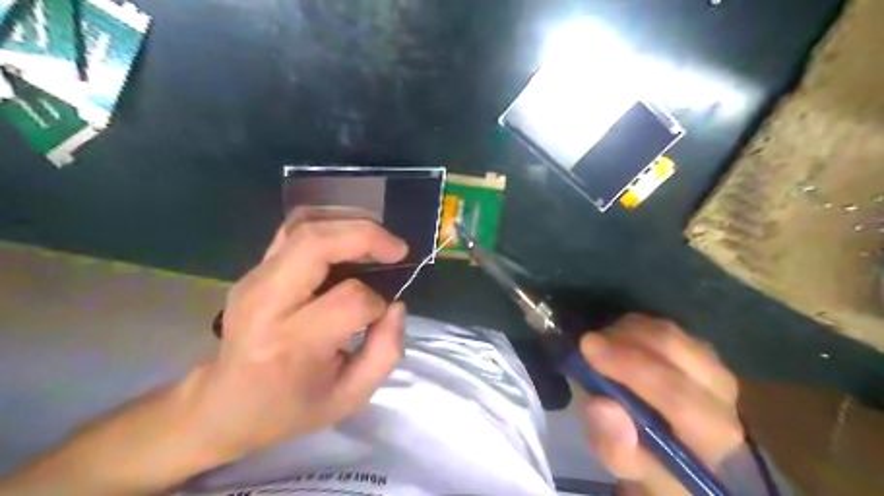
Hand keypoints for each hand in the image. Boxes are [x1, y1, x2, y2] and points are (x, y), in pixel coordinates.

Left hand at [177, 219, 410, 461]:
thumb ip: (385, 352)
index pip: (350, 300)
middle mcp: (267, 302)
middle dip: (367, 237)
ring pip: (304, 226)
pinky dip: (329, 222)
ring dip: (350, 223)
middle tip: (397, 249)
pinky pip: (294, 228)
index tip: (381, 316)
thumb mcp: (348, 398)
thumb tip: (396, 306)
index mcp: (292, 343)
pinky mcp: (255, 269)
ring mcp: (255, 279)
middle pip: (317, 244)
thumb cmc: (288, 408)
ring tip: (378, 240)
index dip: (377, 303)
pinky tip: (350, 236)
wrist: (222, 404)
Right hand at [582, 316, 743, 492]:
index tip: (588, 349)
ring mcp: (714, 366)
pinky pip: (663, 326)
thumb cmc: (648, 463)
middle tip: (587, 343)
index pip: (678, 397)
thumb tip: (602, 406)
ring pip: (668, 332)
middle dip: (624, 341)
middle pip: (674, 350)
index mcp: (712, 434)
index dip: (631, 368)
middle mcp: (722, 395)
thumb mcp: (625, 469)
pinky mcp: (700, 350)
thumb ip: (614, 447)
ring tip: (599, 345)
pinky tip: (616, 341)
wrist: (670, 451)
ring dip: (626, 332)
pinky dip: (633, 328)